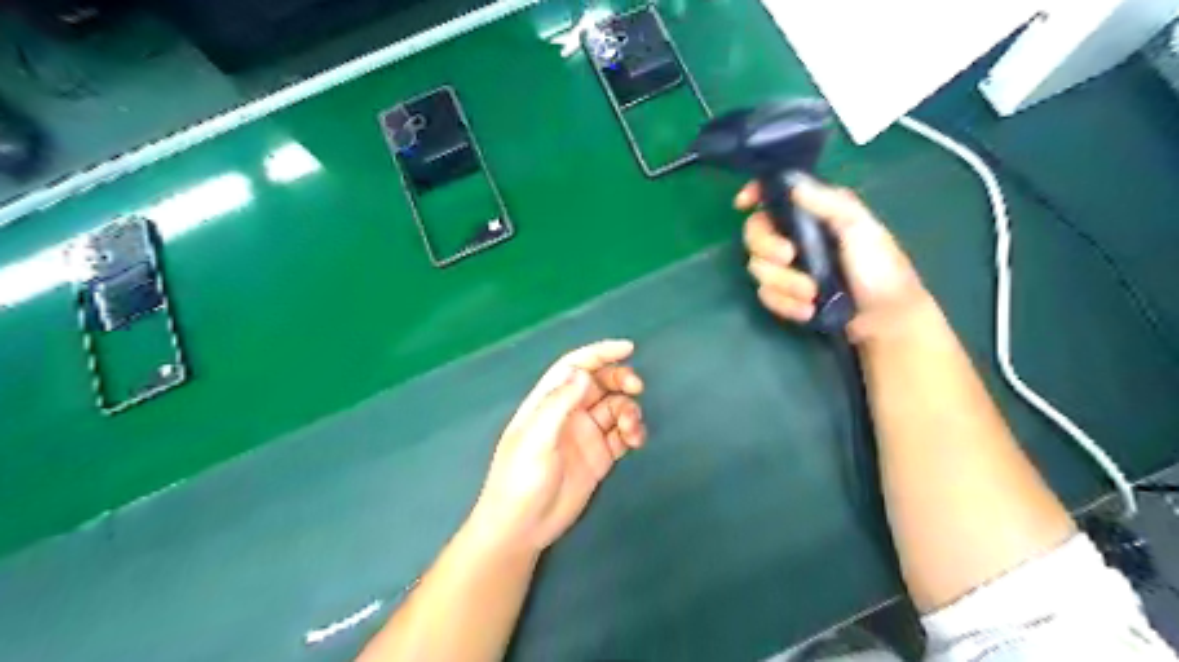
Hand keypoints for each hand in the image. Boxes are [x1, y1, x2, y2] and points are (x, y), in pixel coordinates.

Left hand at [467, 341, 644, 553]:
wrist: (522, 529)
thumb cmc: (520, 480)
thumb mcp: (535, 439)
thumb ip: (559, 404)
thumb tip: (583, 372)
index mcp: (548, 402)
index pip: (575, 366)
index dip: (600, 353)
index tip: (628, 348)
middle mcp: (569, 413)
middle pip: (600, 384)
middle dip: (620, 380)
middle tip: (636, 388)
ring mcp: (586, 435)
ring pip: (615, 408)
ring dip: (629, 410)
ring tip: (632, 429)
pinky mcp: (599, 457)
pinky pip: (622, 435)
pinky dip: (633, 432)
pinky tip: (636, 440)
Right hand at [733, 172, 941, 342]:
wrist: (885, 319)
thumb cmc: (880, 268)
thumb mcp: (860, 227)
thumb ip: (828, 203)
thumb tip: (792, 184)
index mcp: (812, 213)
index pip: (775, 196)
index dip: (754, 194)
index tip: (743, 204)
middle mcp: (794, 236)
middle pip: (755, 234)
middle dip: (766, 247)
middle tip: (788, 257)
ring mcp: (788, 268)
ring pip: (758, 268)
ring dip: (783, 282)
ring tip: (811, 294)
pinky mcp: (786, 295)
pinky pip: (767, 296)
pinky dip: (785, 304)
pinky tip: (808, 310)